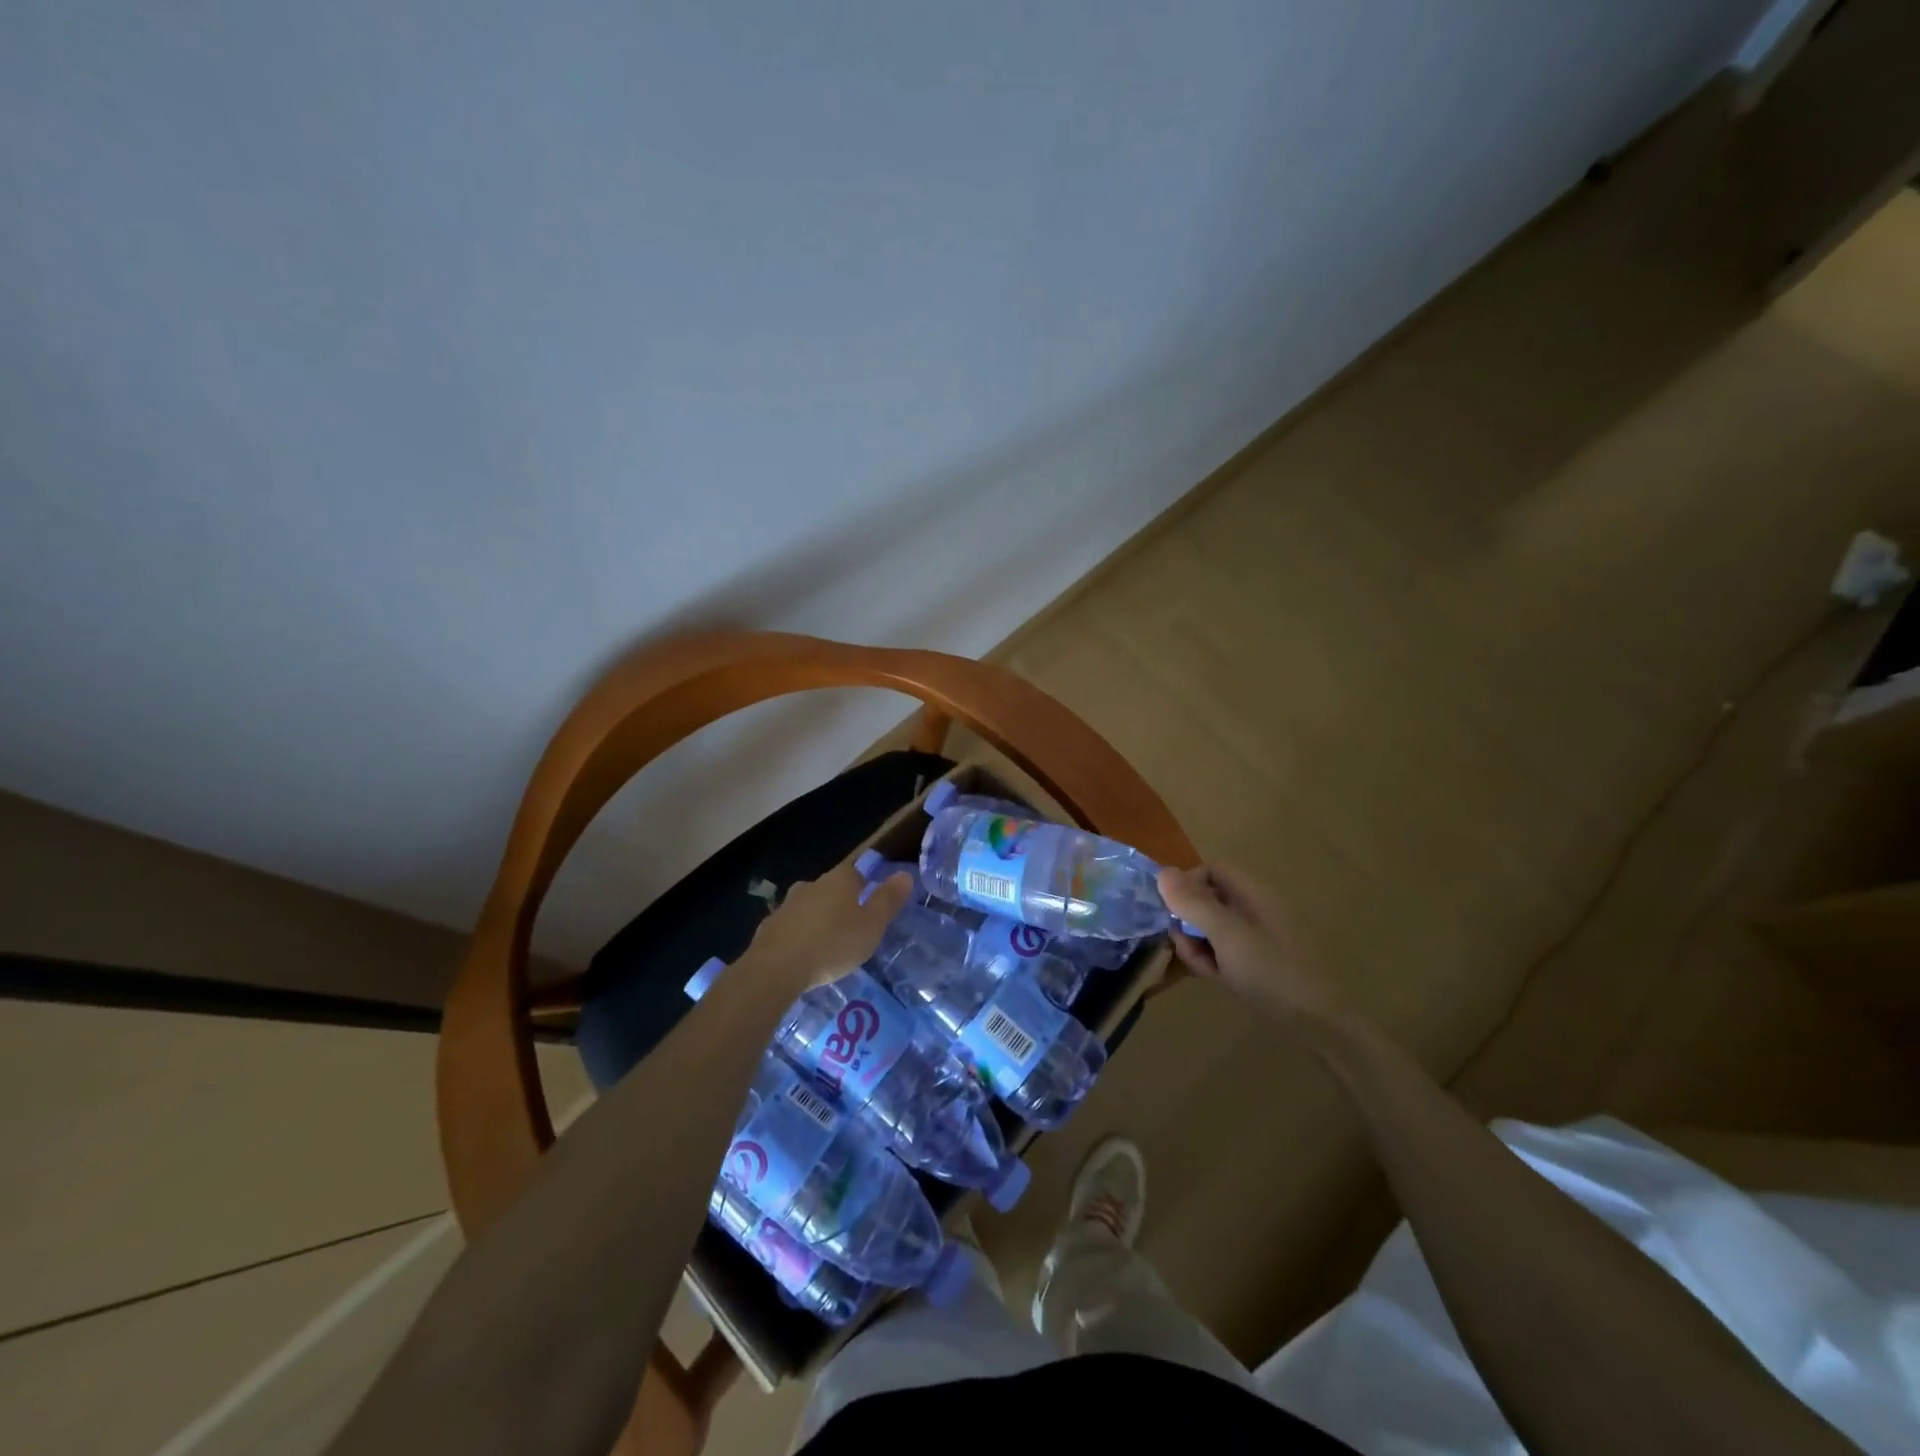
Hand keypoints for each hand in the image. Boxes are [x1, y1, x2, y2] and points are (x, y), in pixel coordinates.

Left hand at [743, 862, 911, 990]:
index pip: (856, 871)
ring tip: (828, 942)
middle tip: (853, 925)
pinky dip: (799, 935)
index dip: (866, 884)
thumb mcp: (871, 926)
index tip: (872, 902)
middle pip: (831, 888)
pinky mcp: (769, 928)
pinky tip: (803, 954)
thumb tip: (905, 874)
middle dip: (841, 902)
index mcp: (839, 881)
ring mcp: (786, 905)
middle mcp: (811, 885)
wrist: (775, 969)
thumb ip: (888, 900)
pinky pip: (791, 926)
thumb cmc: (832, 944)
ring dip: (818, 918)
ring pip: (809, 906)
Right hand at [1157, 863, 1343, 1028]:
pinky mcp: (1254, 961)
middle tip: (1184, 944)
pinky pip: (1221, 949)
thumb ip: (1194, 903)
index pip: (1212, 871)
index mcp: (1254, 894)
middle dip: (1188, 920)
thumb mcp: (1227, 935)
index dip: (1188, 883)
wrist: (1316, 1024)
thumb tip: (1162, 872)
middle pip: (1207, 899)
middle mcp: (1254, 909)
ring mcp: (1255, 937)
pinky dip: (1210, 959)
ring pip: (1210, 927)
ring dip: (1196, 942)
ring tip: (1201, 967)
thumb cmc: (1271, 971)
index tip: (1173, 910)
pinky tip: (1213, 976)